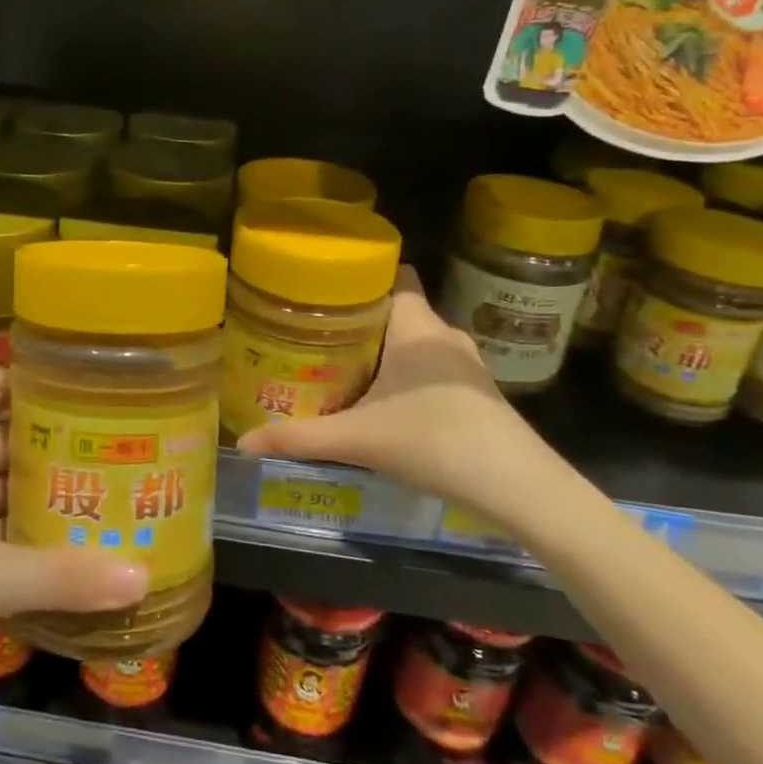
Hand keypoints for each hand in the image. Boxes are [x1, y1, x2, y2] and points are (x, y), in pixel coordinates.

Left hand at [0, 369, 146, 705]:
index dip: (52, 391)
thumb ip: (60, 576)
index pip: (1, 386)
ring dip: (30, 499)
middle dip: (53, 456)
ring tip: (101, 505)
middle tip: (121, 464)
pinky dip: (2, 532)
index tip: (109, 403)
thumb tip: (143, 578)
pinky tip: (51, 549)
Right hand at [236, 268, 562, 528]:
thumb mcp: (359, 440)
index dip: (359, 277)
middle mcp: (443, 335)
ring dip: (383, 350)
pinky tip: (385, 402)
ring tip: (341, 366)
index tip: (321, 291)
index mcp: (416, 327)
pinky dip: (407, 374)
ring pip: (415, 342)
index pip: (393, 276)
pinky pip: (432, 366)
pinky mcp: (478, 392)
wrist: (519, 487)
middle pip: (396, 311)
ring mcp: (466, 364)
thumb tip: (243, 443)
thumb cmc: (436, 442)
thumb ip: (299, 437)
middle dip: (358, 320)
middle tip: (314, 335)